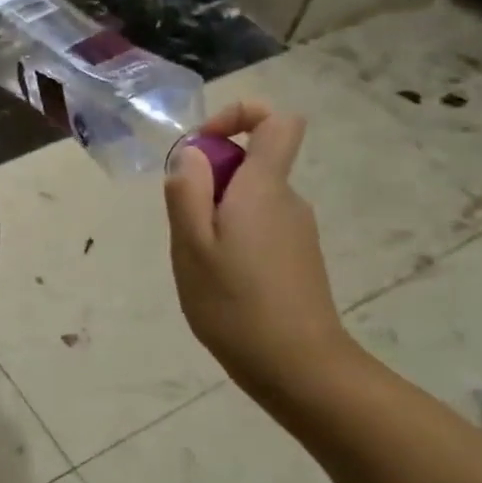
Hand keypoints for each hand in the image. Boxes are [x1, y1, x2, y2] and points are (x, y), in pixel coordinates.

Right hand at [165, 102, 353, 399]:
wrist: (296, 366)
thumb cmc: (235, 302)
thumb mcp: (192, 244)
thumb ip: (188, 191)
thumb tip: (192, 153)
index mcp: (264, 188)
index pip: (277, 120)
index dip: (239, 116)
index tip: (203, 147)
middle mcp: (287, 200)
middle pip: (251, 162)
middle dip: (209, 181)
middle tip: (184, 227)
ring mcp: (296, 230)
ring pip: (248, 199)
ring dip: (215, 216)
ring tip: (199, 262)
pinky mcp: (296, 257)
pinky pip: (256, 227)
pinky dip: (230, 239)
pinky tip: (218, 280)